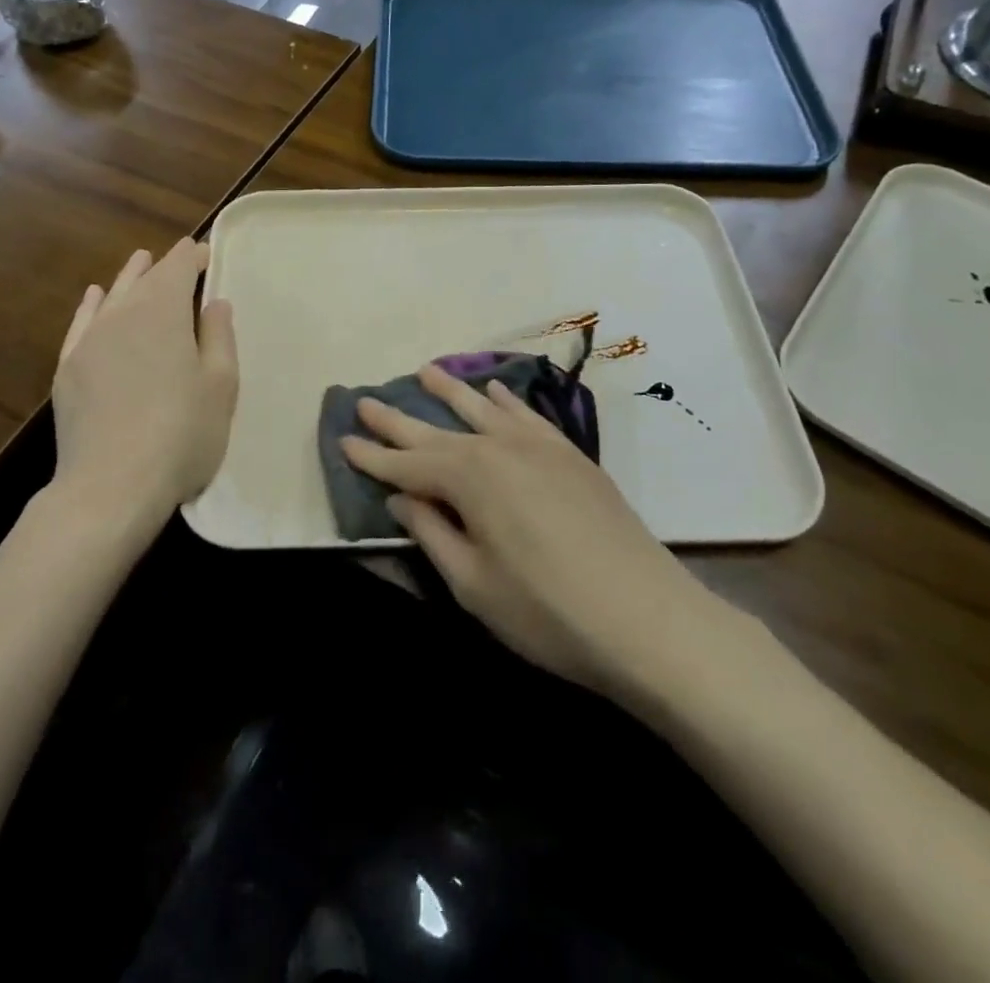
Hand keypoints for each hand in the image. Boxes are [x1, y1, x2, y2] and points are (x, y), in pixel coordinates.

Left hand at [52, 240, 237, 532]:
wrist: (112, 485)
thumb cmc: (182, 434)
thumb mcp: (220, 385)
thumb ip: (218, 336)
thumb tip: (214, 301)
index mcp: (163, 312)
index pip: (178, 268)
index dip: (193, 256)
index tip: (205, 253)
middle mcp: (122, 315)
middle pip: (144, 279)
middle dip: (164, 266)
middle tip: (179, 257)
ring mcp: (89, 341)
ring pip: (112, 296)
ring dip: (129, 278)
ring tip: (139, 261)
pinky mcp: (68, 369)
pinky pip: (81, 323)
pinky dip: (91, 306)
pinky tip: (95, 297)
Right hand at [341, 365, 729, 697]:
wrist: (648, 618)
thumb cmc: (547, 612)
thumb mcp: (473, 584)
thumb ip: (431, 532)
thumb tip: (401, 496)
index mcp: (468, 478)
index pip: (405, 464)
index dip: (371, 457)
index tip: (341, 439)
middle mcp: (498, 448)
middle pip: (436, 431)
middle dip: (397, 419)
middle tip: (364, 400)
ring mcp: (539, 447)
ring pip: (482, 409)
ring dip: (450, 392)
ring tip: (424, 370)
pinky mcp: (570, 455)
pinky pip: (527, 415)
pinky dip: (505, 401)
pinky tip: (494, 390)